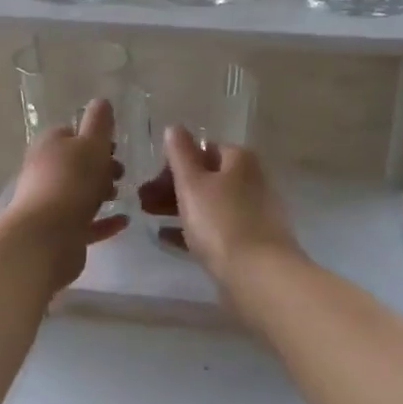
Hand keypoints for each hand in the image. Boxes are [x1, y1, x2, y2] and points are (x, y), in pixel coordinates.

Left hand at [6, 97, 128, 290]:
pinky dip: (104, 221)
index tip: (115, 146)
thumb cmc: (72, 181)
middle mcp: (44, 172)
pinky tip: (124, 221)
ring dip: (100, 192)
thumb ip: (99, 122)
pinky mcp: (59, 233)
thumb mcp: (92, 144)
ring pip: (78, 193)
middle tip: (120, 173)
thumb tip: (101, 101)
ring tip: (122, 195)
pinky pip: (85, 223)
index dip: (94, 137)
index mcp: (49, 145)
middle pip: (75, 163)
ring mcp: (49, 204)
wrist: (47, 237)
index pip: (70, 132)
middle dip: (100, 166)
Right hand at [136, 125, 300, 282]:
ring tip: (150, 218)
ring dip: (179, 207)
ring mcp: (254, 212)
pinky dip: (193, 229)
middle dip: (172, 186)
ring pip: (210, 203)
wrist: (259, 275)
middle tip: (143, 201)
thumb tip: (175, 127)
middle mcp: (252, 180)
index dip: (175, 162)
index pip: (203, 149)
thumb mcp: (192, 183)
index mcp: (240, 160)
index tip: (151, 180)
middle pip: (206, 177)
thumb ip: (180, 154)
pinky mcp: (251, 241)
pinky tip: (168, 238)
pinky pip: (216, 228)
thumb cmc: (221, 222)